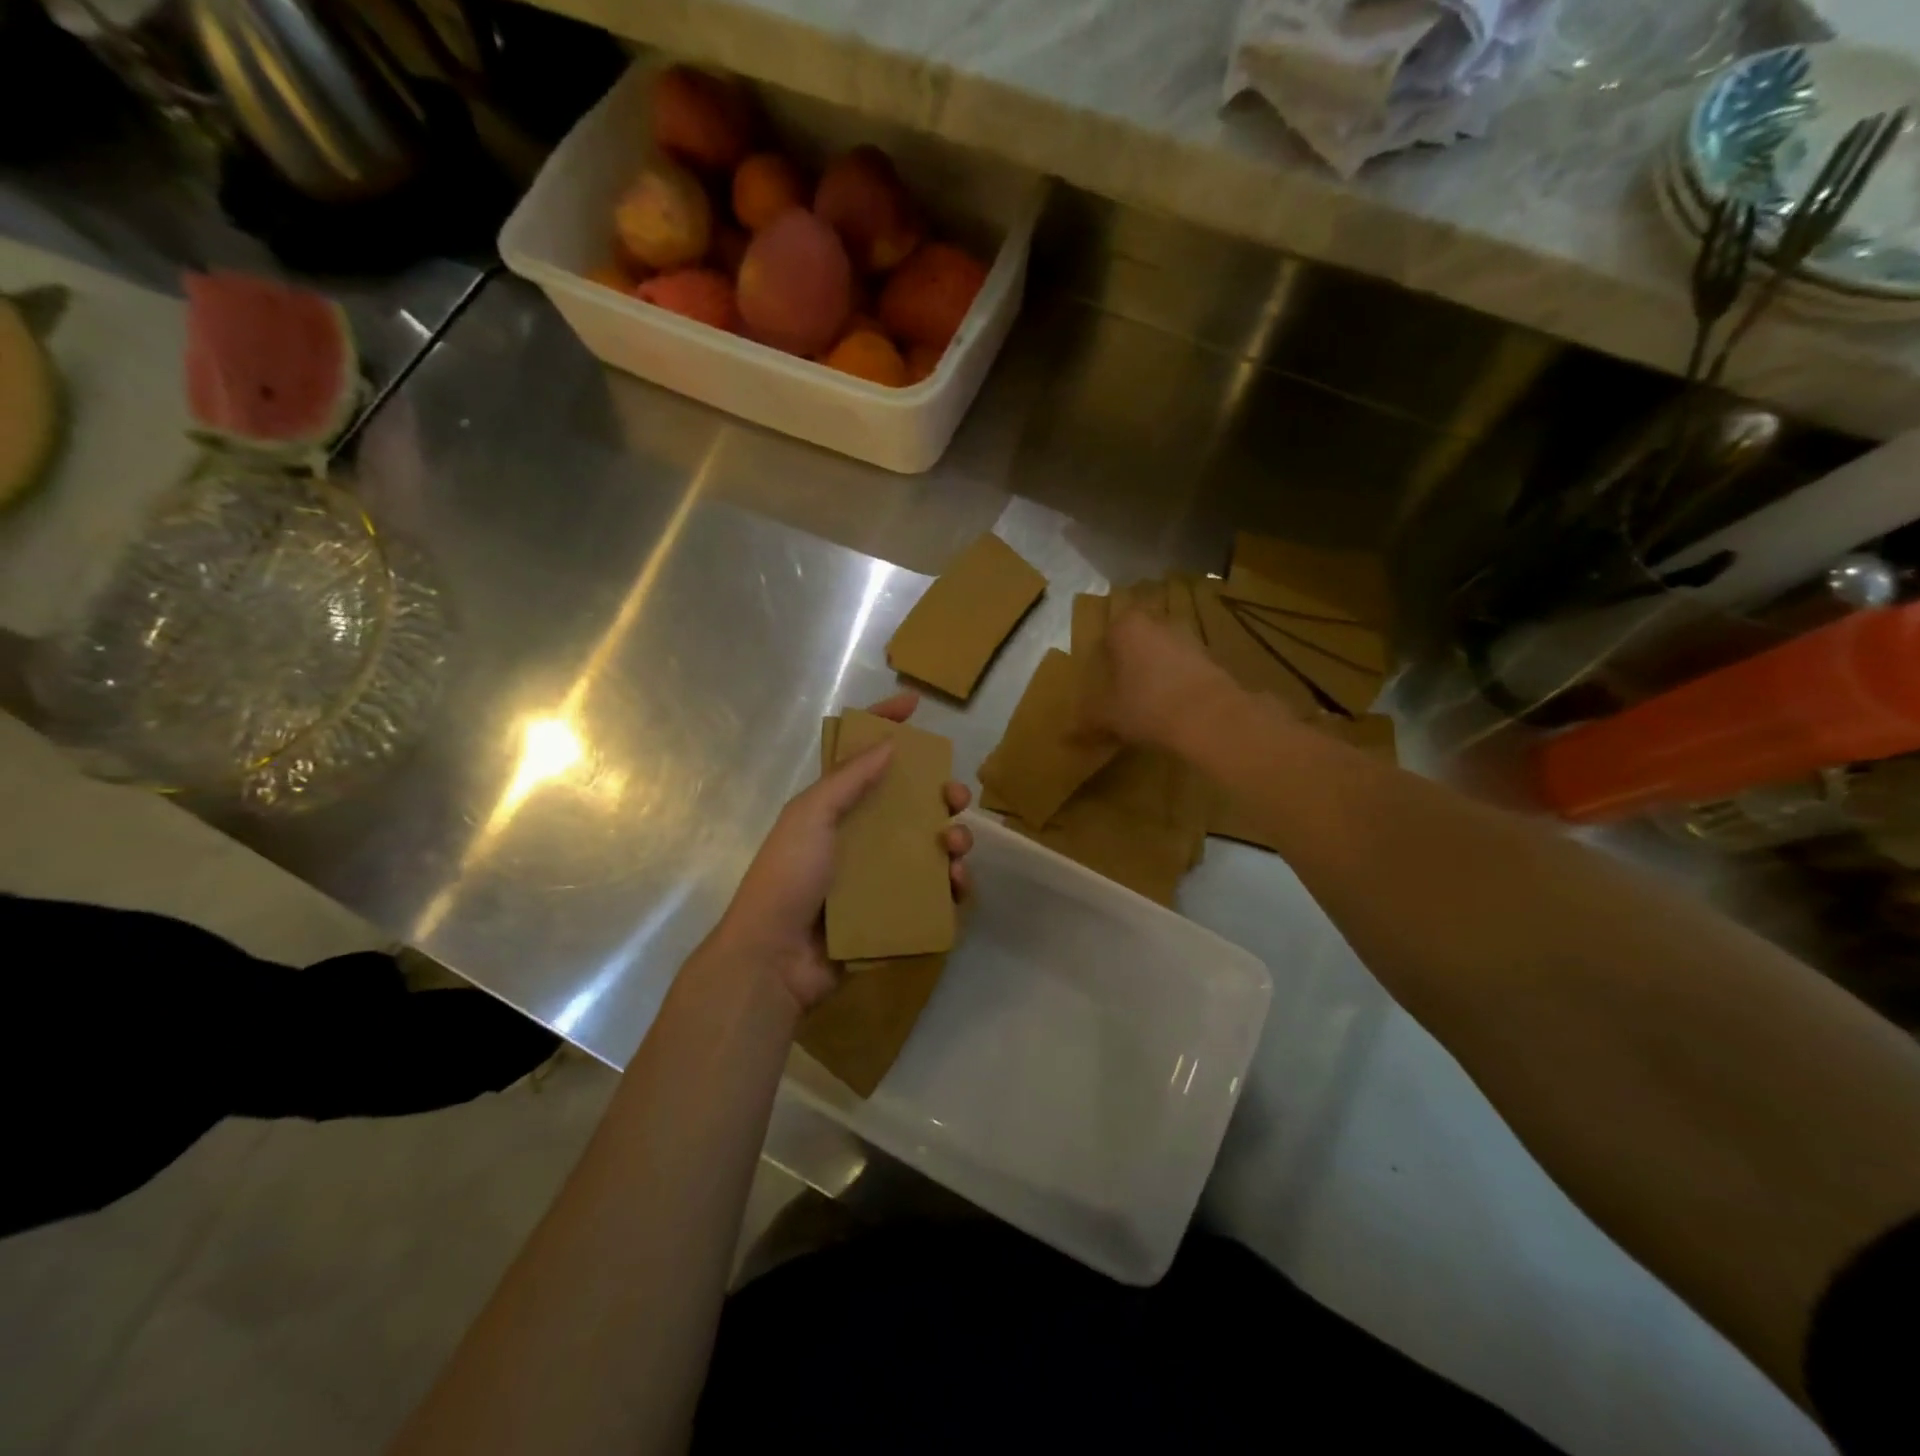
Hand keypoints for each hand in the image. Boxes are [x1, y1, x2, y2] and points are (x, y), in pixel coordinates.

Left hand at [714, 691, 971, 1012]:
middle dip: (940, 794)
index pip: (864, 756)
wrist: (775, 958)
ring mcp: (879, 875)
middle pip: (910, 802)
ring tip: (956, 846)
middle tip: (955, 798)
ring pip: (930, 845)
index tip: (915, 705)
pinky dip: (952, 884)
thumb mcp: (810, 816)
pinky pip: (933, 890)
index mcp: (836, 807)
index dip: (886, 725)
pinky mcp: (894, 911)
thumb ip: (848, 779)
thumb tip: (888, 743)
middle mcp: (861, 836)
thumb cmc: (789, 876)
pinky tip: (957, 883)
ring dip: (953, 838)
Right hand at [1084, 608, 1242, 748]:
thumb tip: (1065, 737)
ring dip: (1155, 673)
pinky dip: (1177, 684)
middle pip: (1136, 643)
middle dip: (1129, 664)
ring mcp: (1189, 638)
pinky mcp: (1211, 658)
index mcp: (1127, 627)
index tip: (1099, 685)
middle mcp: (1158, 623)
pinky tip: (1172, 709)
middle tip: (1120, 693)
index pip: (1106, 636)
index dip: (1101, 661)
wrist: (1210, 718)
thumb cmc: (1147, 706)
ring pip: (1162, 654)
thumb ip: (1087, 721)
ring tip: (1147, 704)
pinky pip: (1184, 669)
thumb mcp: (1108, 716)